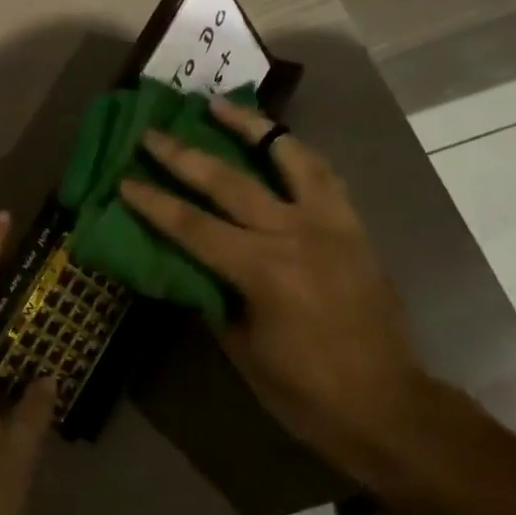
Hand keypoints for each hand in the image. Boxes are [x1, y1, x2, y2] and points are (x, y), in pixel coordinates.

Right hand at [119, 97, 430, 474]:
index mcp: (263, 271)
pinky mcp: (353, 226)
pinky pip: (322, 175)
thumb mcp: (242, 349)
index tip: (124, 180)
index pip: (192, 226)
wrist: (390, 408)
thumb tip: (186, 263)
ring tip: (221, 105)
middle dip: (184, 155)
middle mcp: (296, 234)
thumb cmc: (307, 393)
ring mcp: (331, 224)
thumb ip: (212, 295)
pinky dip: (295, 152)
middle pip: (229, 181)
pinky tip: (277, 141)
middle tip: (153, 132)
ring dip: (250, 127)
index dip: (153, 203)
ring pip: (287, 157)